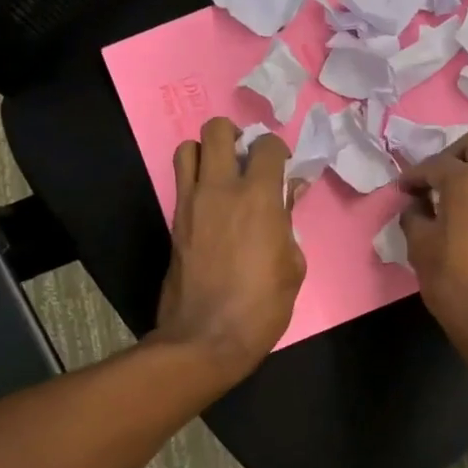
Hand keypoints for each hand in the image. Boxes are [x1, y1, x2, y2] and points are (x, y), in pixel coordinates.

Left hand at [155, 118, 305, 378]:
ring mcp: (191, 203)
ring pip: (188, 148)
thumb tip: (287, 195)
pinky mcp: (174, 221)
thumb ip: (289, 221)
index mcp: (259, 198)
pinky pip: (181, 181)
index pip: (266, 147)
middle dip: (235, 135)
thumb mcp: (293, 265)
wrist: (206, 337)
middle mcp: (220, 189)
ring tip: (222, 173)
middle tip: (246, 158)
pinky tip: (212, 202)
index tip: (282, 167)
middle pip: (217, 130)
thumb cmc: (262, 305)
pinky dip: (195, 179)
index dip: (277, 151)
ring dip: (207, 152)